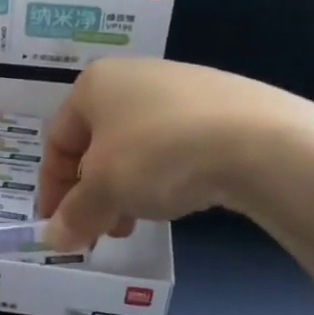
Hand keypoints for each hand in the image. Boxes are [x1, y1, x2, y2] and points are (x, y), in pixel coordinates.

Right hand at [37, 59, 303, 248]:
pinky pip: (174, 143)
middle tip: (99, 229)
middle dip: (92, 192)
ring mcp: (181, 87)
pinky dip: (163, 174)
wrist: (261, 142)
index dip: (52, 187)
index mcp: (95, 84)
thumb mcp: (106, 190)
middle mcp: (133, 76)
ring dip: (126, 188)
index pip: (58, 140)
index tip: (58, 225)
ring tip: (137, 221)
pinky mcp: (221, 104)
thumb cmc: (159, 154)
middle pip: (97, 144)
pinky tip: (178, 198)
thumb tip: (53, 238)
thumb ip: (75, 215)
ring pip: (135, 146)